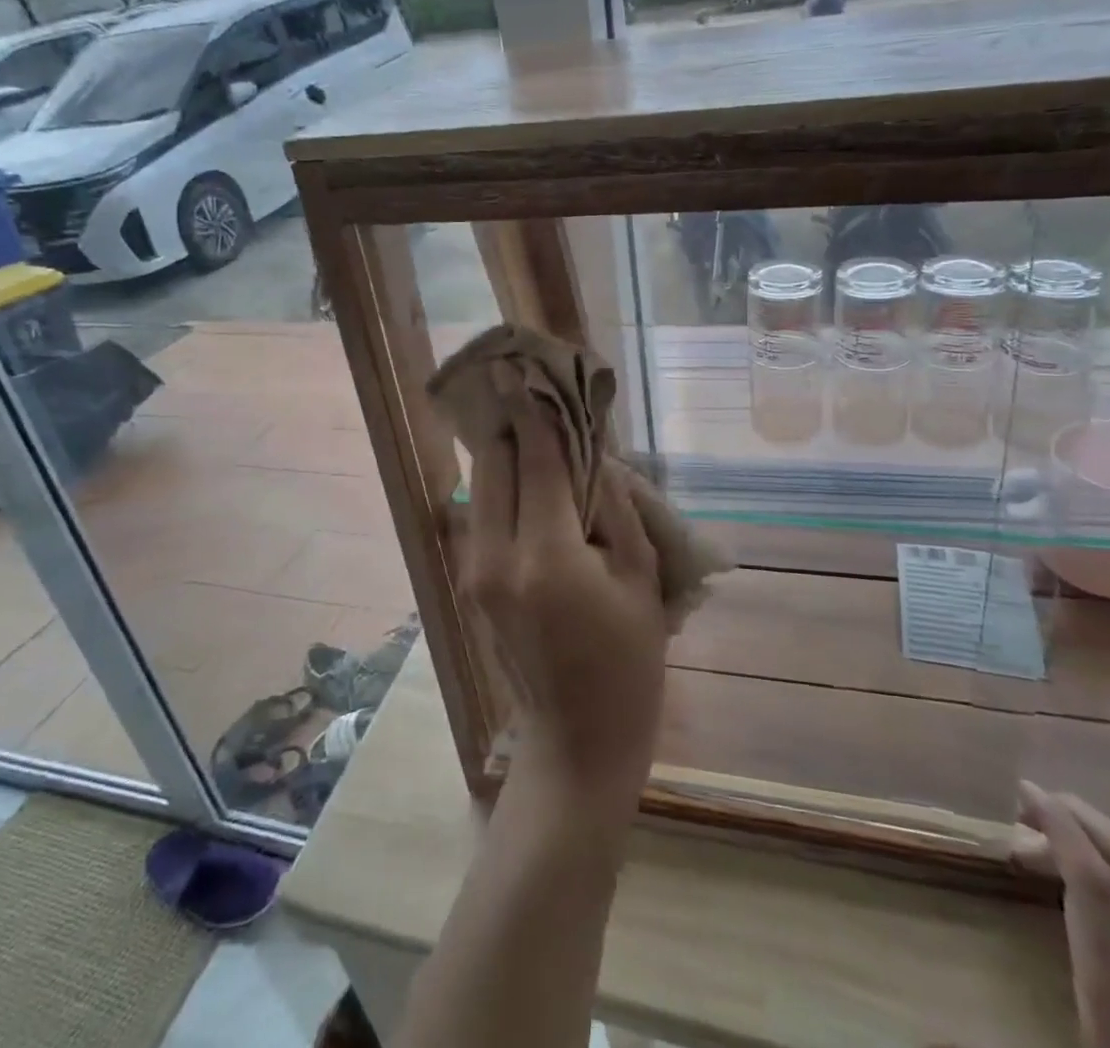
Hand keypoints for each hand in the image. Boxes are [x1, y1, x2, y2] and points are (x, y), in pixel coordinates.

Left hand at [466, 370, 667, 806]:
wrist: (578, 740)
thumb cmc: (628, 663)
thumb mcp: (638, 576)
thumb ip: (613, 504)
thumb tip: (590, 450)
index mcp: (546, 556)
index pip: (535, 460)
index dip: (533, 411)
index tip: (523, 368)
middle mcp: (496, 557)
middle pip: (494, 462)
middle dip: (515, 426)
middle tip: (541, 400)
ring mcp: (475, 571)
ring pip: (481, 485)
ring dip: (506, 454)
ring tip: (539, 435)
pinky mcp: (471, 583)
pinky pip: (483, 513)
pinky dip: (503, 487)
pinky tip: (532, 483)